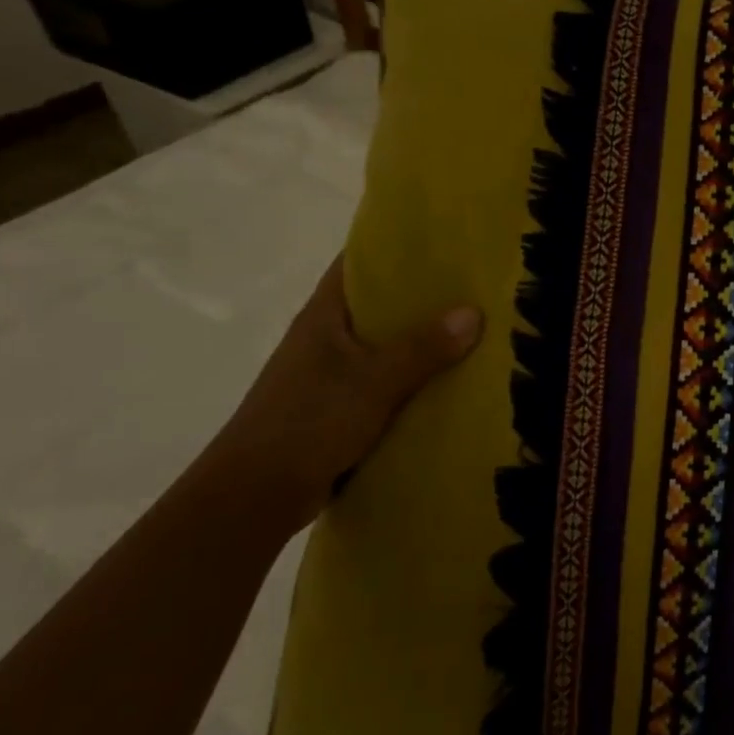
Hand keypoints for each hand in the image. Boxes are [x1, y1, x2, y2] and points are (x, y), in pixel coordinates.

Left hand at [198, 257, 483, 535]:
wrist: (254, 497)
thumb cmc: (307, 423)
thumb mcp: (372, 381)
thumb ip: (422, 348)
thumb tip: (474, 312)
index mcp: (324, 315)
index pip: (360, 262)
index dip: (397, 245)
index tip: (445, 238)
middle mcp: (327, 336)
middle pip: (382, 302)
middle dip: (426, 293)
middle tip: (478, 283)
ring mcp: (333, 372)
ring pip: (388, 343)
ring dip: (425, 338)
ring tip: (479, 327)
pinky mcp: (341, 406)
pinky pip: (389, 378)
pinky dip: (417, 375)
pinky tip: (454, 379)